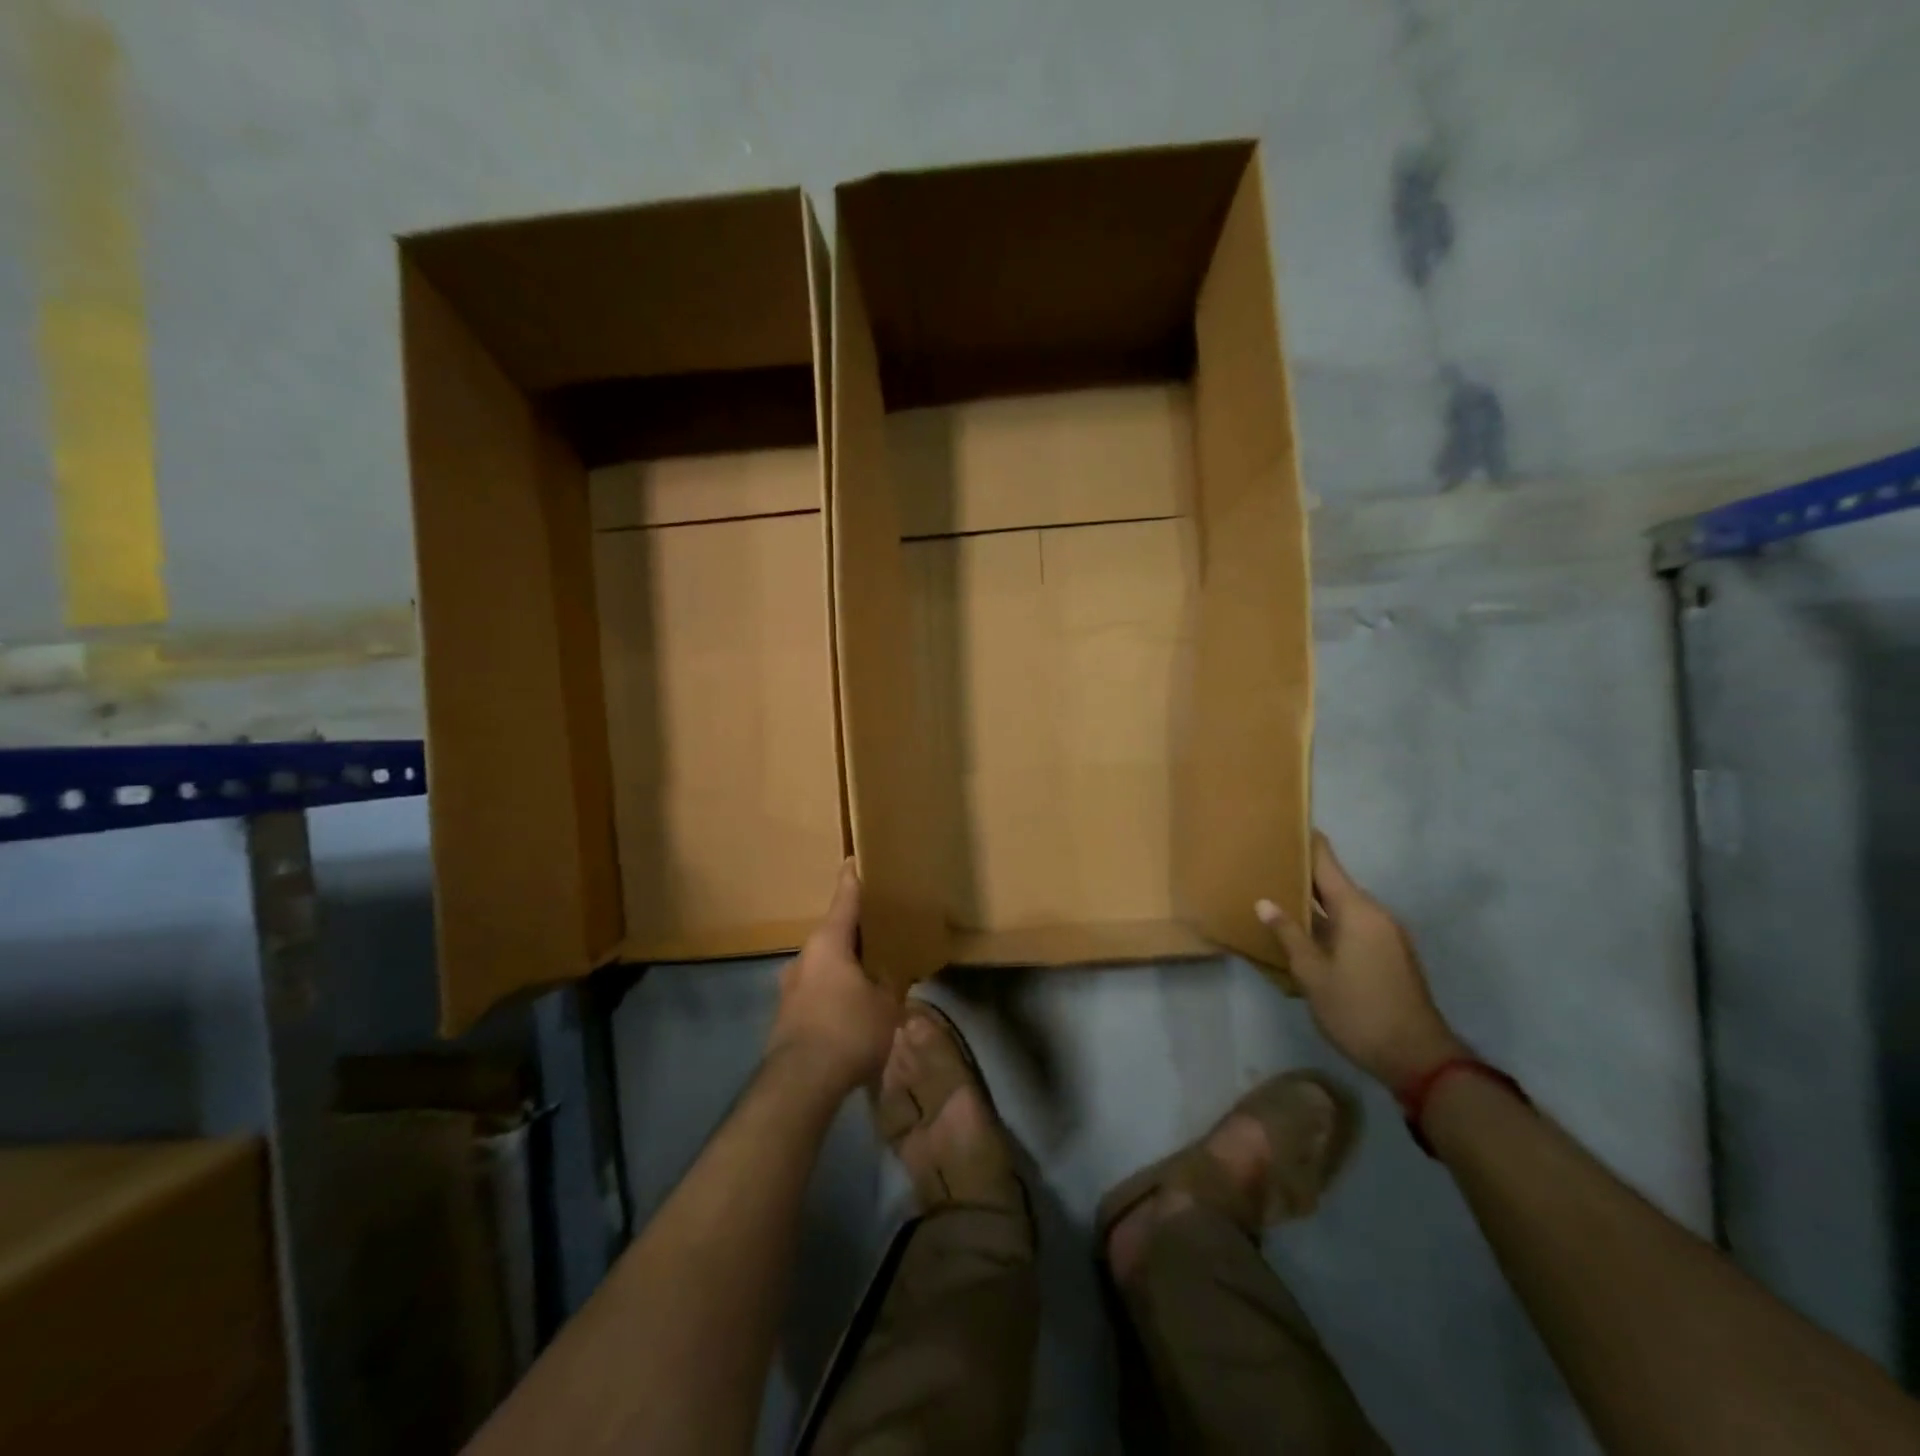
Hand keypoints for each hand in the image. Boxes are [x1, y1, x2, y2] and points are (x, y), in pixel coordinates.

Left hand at [766, 860, 902, 1094]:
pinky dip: (837, 987)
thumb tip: (892, 974)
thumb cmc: (848, 1030)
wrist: (800, 1083)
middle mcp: (805, 956)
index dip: (854, 878)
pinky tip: (853, 1004)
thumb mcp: (885, 1004)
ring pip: (825, 962)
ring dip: (846, 962)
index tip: (856, 860)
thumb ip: (891, 983)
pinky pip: (818, 987)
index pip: (845, 898)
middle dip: (856, 930)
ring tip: (872, 969)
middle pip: (834, 932)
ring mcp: (791, 985)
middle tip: (881, 926)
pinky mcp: (788, 1013)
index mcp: (829, 942)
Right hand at [1257, 833, 1466, 1088]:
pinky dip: (1329, 923)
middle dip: (1301, 875)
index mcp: (1357, 911)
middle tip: (1265, 866)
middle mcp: (1376, 914)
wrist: (1419, 1059)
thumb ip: (1289, 935)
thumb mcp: (1313, 975)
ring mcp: (1387, 935)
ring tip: (1277, 899)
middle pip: (1334, 883)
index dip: (1306, 842)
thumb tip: (1265, 902)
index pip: (1327, 863)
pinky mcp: (1390, 955)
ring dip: (1314, 903)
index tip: (1282, 825)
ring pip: (1343, 907)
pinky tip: (1304, 934)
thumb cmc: (1359, 1011)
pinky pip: (1354, 926)